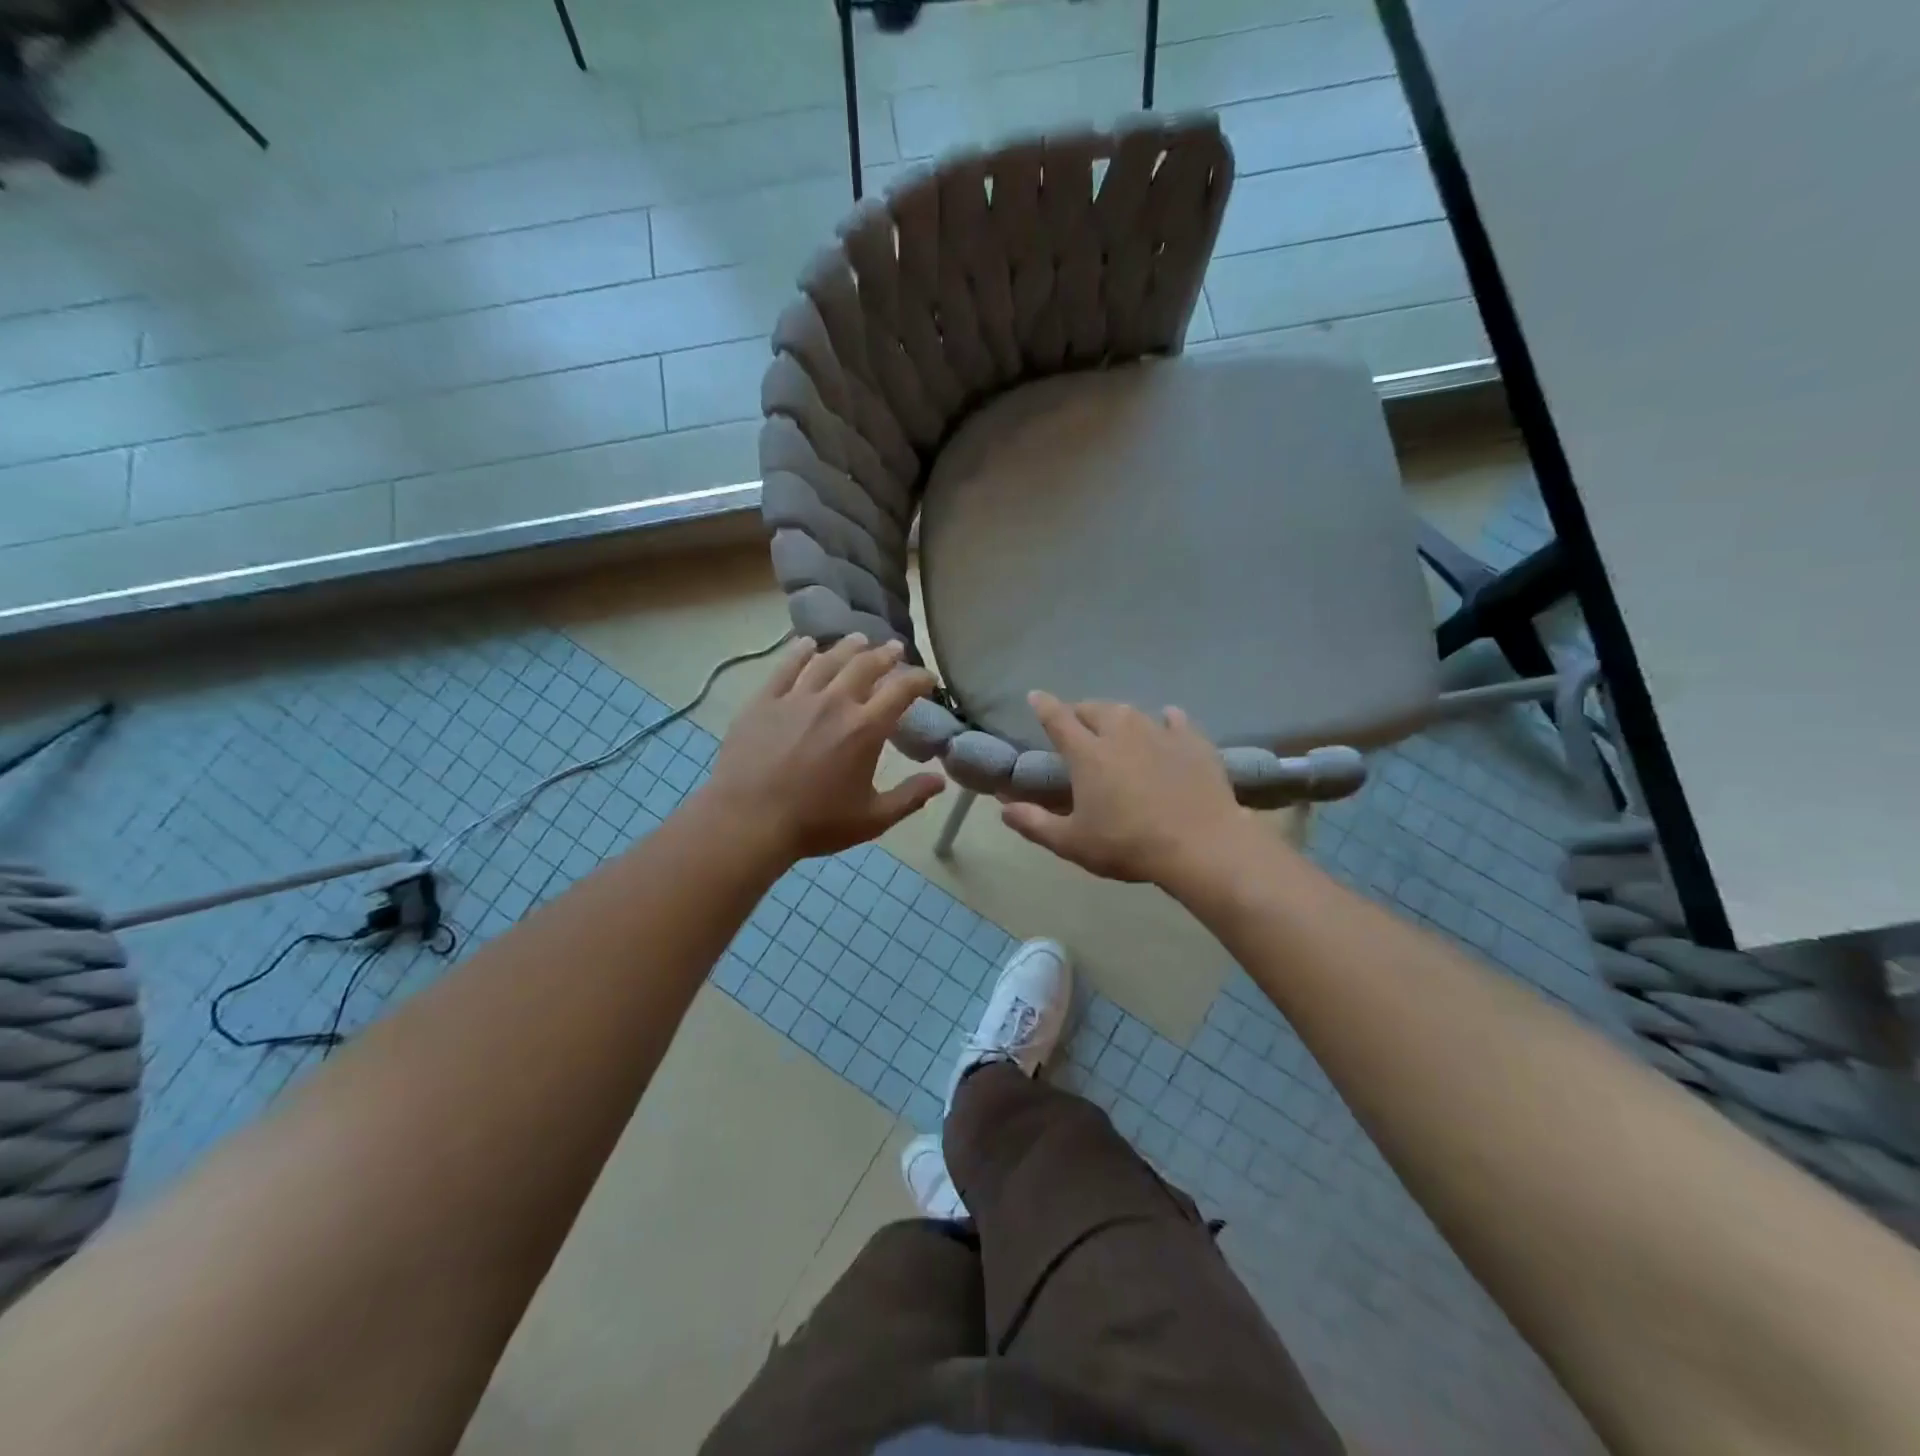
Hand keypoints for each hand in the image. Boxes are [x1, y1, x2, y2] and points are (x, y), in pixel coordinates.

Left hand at [702, 635, 946, 862]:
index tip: (929, 678)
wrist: (748, 821)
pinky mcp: (764, 700)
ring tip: (859, 639)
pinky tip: (806, 644)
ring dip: (848, 647)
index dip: (919, 679)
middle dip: (885, 654)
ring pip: (827, 660)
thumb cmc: (815, 823)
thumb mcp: (872, 819)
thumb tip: (940, 780)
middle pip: (865, 665)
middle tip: (895, 649)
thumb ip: (910, 797)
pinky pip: (786, 667)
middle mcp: (835, 702)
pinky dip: (799, 651)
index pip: (901, 690)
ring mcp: (797, 698)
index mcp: (865, 728)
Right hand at [1000, 692, 1251, 887]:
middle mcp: (1121, 733)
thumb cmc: (1128, 845)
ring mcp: (1160, 734)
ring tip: (1116, 724)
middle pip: (1096, 710)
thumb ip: (1035, 823)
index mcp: (1088, 754)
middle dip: (1081, 711)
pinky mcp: (1193, 743)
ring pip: (1132, 712)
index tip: (1035, 695)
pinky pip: (1176, 720)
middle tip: (1077, 723)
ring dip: (1118, 715)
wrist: (1200, 846)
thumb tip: (1003, 807)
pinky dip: (1166, 719)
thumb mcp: (1072, 842)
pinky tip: (1168, 721)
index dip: (1044, 706)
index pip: (1058, 719)